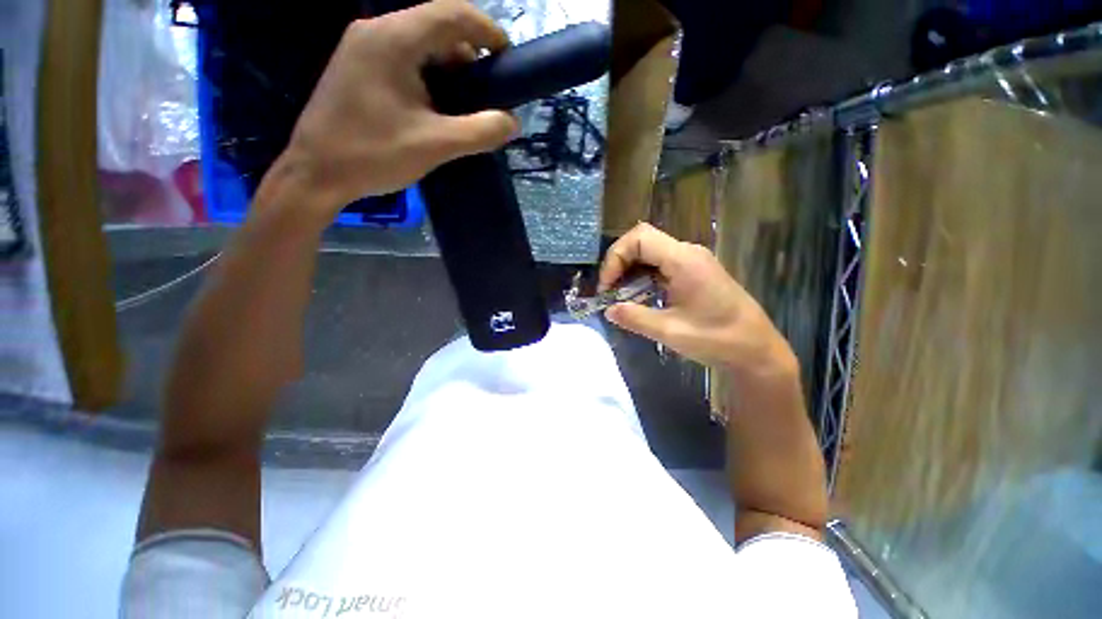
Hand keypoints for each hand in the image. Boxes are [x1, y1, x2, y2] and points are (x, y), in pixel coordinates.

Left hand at [275, 0, 519, 217]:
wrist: (307, 178)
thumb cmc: (366, 156)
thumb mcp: (433, 145)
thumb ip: (482, 130)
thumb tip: (512, 122)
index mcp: (395, 38)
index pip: (456, 13)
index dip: (487, 30)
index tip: (504, 56)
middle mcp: (375, 28)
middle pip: (436, 19)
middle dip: (465, 44)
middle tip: (480, 78)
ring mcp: (358, 41)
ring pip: (415, 30)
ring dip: (442, 53)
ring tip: (454, 88)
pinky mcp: (349, 57)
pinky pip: (395, 43)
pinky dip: (417, 58)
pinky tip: (423, 89)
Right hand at [599, 223, 796, 375]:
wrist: (755, 347)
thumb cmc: (716, 338)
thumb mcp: (671, 331)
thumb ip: (636, 317)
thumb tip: (610, 310)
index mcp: (683, 259)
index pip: (639, 237)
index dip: (616, 257)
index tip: (608, 288)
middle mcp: (690, 253)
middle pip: (645, 242)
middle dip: (622, 264)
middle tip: (611, 294)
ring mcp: (697, 262)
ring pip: (656, 254)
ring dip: (636, 272)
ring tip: (625, 301)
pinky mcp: (702, 273)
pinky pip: (668, 265)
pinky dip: (651, 278)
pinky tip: (646, 301)